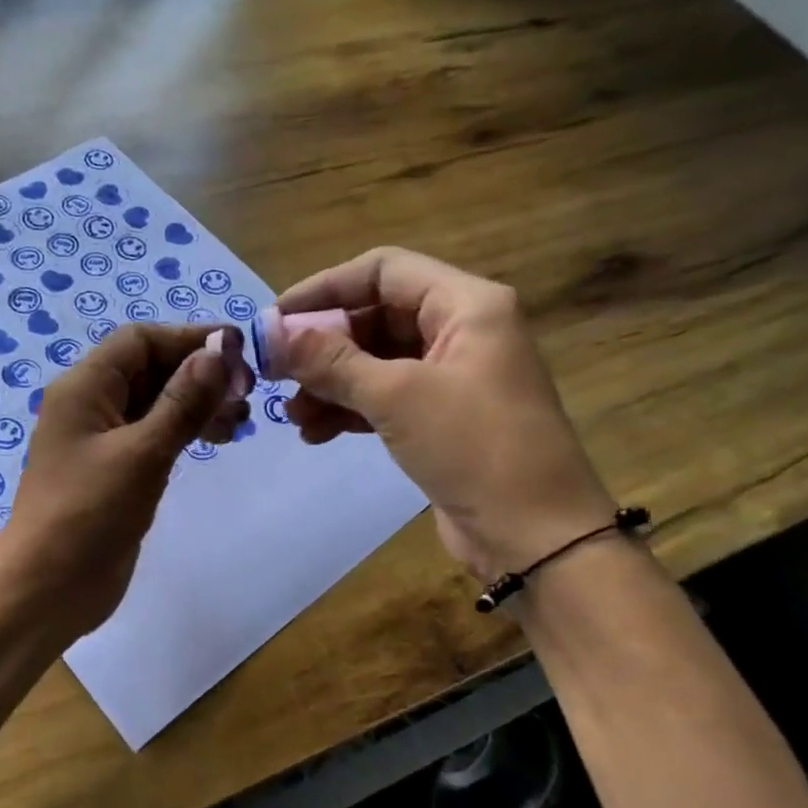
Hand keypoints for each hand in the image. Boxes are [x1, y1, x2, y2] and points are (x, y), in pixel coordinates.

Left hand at [0, 323, 245, 639]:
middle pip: (150, 369)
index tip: (239, 350)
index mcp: (84, 388)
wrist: (48, 589)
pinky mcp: (115, 472)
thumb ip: (183, 401)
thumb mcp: (142, 454)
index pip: (140, 341)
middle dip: (199, 373)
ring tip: (240, 420)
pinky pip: (154, 436)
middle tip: (248, 392)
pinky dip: (185, 432)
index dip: (189, 338)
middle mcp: (90, 405)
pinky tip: (217, 440)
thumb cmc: (89, 514)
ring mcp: (102, 441)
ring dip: (197, 404)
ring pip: (155, 404)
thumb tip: (220, 350)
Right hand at [275, 246, 615, 581]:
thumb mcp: (396, 397)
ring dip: (330, 383)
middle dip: (323, 346)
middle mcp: (461, 330)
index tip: (276, 319)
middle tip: (276, 372)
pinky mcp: (442, 418)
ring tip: (292, 415)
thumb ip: (331, 361)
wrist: (534, 536)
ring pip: (376, 361)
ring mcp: (452, 376)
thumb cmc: (474, 448)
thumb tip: (272, 334)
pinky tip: (315, 434)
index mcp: (466, 304)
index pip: (383, 271)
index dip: (325, 288)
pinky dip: (350, 410)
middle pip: (376, 316)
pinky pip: (385, 398)